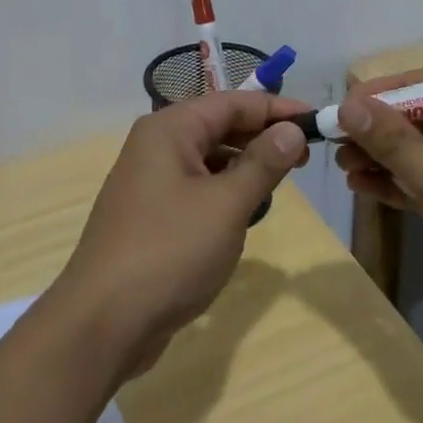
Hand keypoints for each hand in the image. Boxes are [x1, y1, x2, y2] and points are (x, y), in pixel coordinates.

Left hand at [52, 92, 310, 380]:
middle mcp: (155, 145)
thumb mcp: (226, 205)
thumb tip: (292, 129)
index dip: (276, 108)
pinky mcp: (150, 213)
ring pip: (207, 157)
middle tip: (307, 154)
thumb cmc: (169, 252)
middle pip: (218, 125)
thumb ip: (262, 163)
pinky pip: (196, 186)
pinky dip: (224, 189)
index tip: (318, 120)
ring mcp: (149, 180)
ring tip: (282, 180)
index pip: (232, 102)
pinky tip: (245, 210)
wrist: (103, 321)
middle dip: (262, 136)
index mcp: (169, 129)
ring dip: (244, 164)